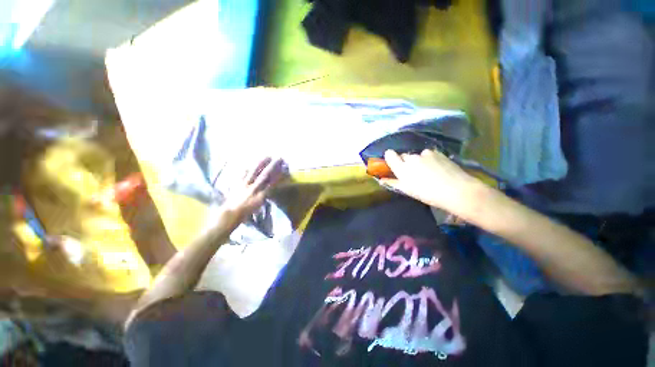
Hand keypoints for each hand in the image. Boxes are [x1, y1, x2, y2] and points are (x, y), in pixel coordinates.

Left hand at [222, 157, 286, 219]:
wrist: (230, 213)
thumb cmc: (246, 212)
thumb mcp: (259, 205)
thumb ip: (264, 195)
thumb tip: (270, 187)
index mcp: (260, 195)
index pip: (272, 182)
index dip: (278, 174)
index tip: (284, 168)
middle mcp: (254, 188)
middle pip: (265, 174)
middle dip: (273, 165)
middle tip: (279, 158)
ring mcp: (244, 184)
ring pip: (254, 171)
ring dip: (261, 163)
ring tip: (267, 156)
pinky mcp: (237, 183)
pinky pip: (243, 174)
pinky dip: (247, 168)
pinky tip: (249, 164)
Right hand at [380, 150, 483, 215]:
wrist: (456, 190)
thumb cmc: (428, 194)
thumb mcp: (408, 190)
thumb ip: (393, 183)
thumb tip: (381, 179)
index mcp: (402, 168)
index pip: (390, 154)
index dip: (390, 157)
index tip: (394, 163)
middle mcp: (411, 158)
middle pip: (403, 156)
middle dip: (406, 162)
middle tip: (413, 172)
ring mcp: (424, 154)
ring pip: (416, 155)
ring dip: (419, 160)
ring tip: (428, 171)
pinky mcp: (437, 152)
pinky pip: (428, 154)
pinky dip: (429, 159)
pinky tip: (437, 168)